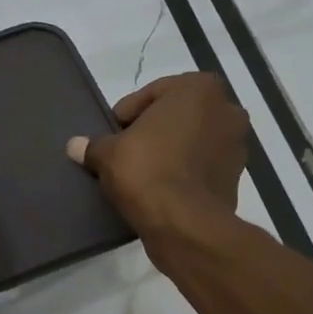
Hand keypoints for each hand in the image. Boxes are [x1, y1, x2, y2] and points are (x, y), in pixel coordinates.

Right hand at [67, 73, 248, 237]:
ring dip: (171, 152)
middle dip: (153, 132)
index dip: (126, 117)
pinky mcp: (236, 178)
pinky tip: (162, 190)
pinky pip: (202, 167)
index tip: (112, 137)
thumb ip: (94, 145)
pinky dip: (185, 173)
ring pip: (192, 141)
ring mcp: (237, 145)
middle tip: (126, 153)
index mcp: (199, 89)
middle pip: (176, 116)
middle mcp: (226, 110)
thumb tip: (75, 146)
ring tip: (143, 174)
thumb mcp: (109, 154)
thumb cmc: (147, 171)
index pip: (151, 94)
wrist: (184, 224)